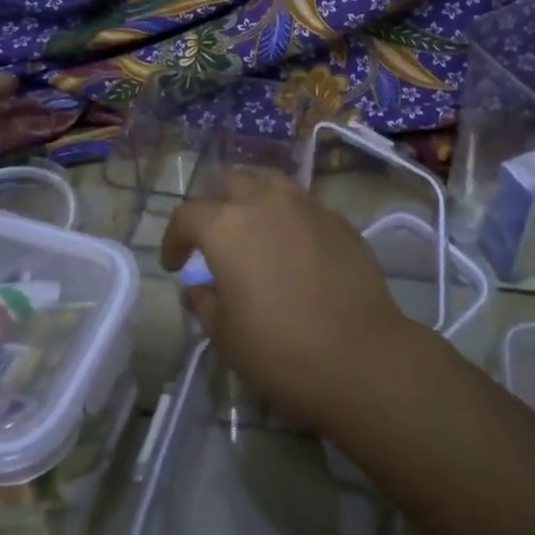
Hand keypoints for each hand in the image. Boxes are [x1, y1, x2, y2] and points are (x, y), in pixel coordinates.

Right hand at [160, 169, 416, 431]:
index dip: (174, 238)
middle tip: (212, 234)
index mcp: (227, 225)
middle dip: (214, 202)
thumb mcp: (226, 336)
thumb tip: (199, 288)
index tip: (175, 264)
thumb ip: (205, 303)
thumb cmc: (280, 350)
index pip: (188, 214)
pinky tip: (294, 245)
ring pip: (271, 181)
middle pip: (230, 179)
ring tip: (253, 226)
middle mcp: (266, 201)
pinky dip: (289, 215)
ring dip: (253, 196)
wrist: (360, 355)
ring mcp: (308, 206)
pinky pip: (304, 204)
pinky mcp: (340, 220)